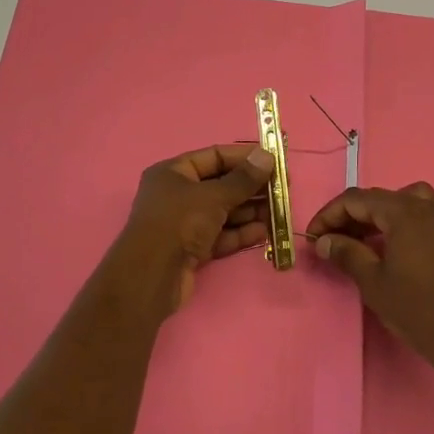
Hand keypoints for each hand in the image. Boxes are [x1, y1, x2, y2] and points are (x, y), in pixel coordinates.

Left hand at [114, 143, 275, 310]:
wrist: (150, 277)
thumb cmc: (179, 223)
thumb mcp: (213, 196)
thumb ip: (243, 179)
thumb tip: (266, 156)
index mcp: (174, 172)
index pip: (215, 156)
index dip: (245, 157)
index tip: (274, 161)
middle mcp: (177, 195)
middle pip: (221, 185)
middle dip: (252, 187)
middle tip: (283, 190)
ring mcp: (185, 223)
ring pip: (224, 212)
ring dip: (251, 211)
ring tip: (280, 211)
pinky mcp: (192, 249)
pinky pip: (221, 235)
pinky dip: (241, 233)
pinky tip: (264, 231)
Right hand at [306, 183, 433, 364]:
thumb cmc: (414, 306)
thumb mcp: (372, 280)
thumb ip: (346, 253)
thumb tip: (323, 241)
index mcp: (403, 211)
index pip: (356, 199)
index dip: (329, 215)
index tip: (313, 237)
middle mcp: (424, 205)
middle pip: (378, 198)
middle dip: (350, 216)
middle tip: (331, 241)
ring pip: (400, 200)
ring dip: (375, 214)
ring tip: (360, 238)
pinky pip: (418, 212)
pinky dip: (398, 220)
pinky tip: (388, 244)